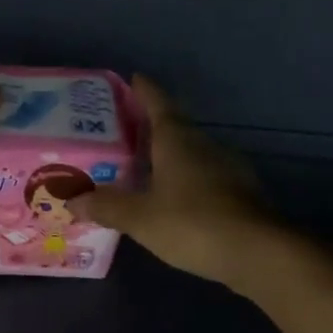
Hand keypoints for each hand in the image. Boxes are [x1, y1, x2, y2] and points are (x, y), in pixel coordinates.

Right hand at [75, 77, 282, 290]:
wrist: (260, 253)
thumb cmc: (193, 223)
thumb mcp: (141, 217)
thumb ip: (107, 206)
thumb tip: (72, 199)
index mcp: (177, 139)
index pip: (158, 102)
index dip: (144, 90)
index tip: (132, 78)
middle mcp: (204, 145)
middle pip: (174, 126)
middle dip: (150, 126)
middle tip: (121, 131)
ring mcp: (227, 168)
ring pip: (191, 153)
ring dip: (168, 155)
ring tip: (142, 166)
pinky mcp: (240, 193)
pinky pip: (204, 176)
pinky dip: (185, 180)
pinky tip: (172, 198)